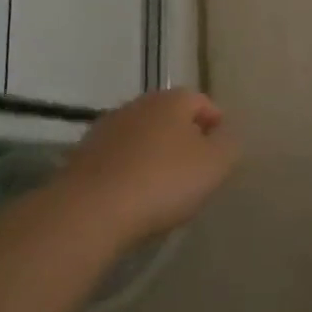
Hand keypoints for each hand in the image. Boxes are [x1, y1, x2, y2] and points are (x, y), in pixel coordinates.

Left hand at [60, 89, 238, 244]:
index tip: (220, 156)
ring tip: (162, 189)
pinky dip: (128, 172)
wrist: (89, 212)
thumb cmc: (162, 182)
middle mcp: (138, 104)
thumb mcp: (215, 164)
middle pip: (170, 117)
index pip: (203, 102)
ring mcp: (105, 129)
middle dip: (184, 139)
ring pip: (141, 138)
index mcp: (172, 99)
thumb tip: (225, 136)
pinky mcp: (82, 157)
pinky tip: (132, 198)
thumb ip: (229, 145)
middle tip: (194, 172)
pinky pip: (117, 160)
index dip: (216, 126)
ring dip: (153, 155)